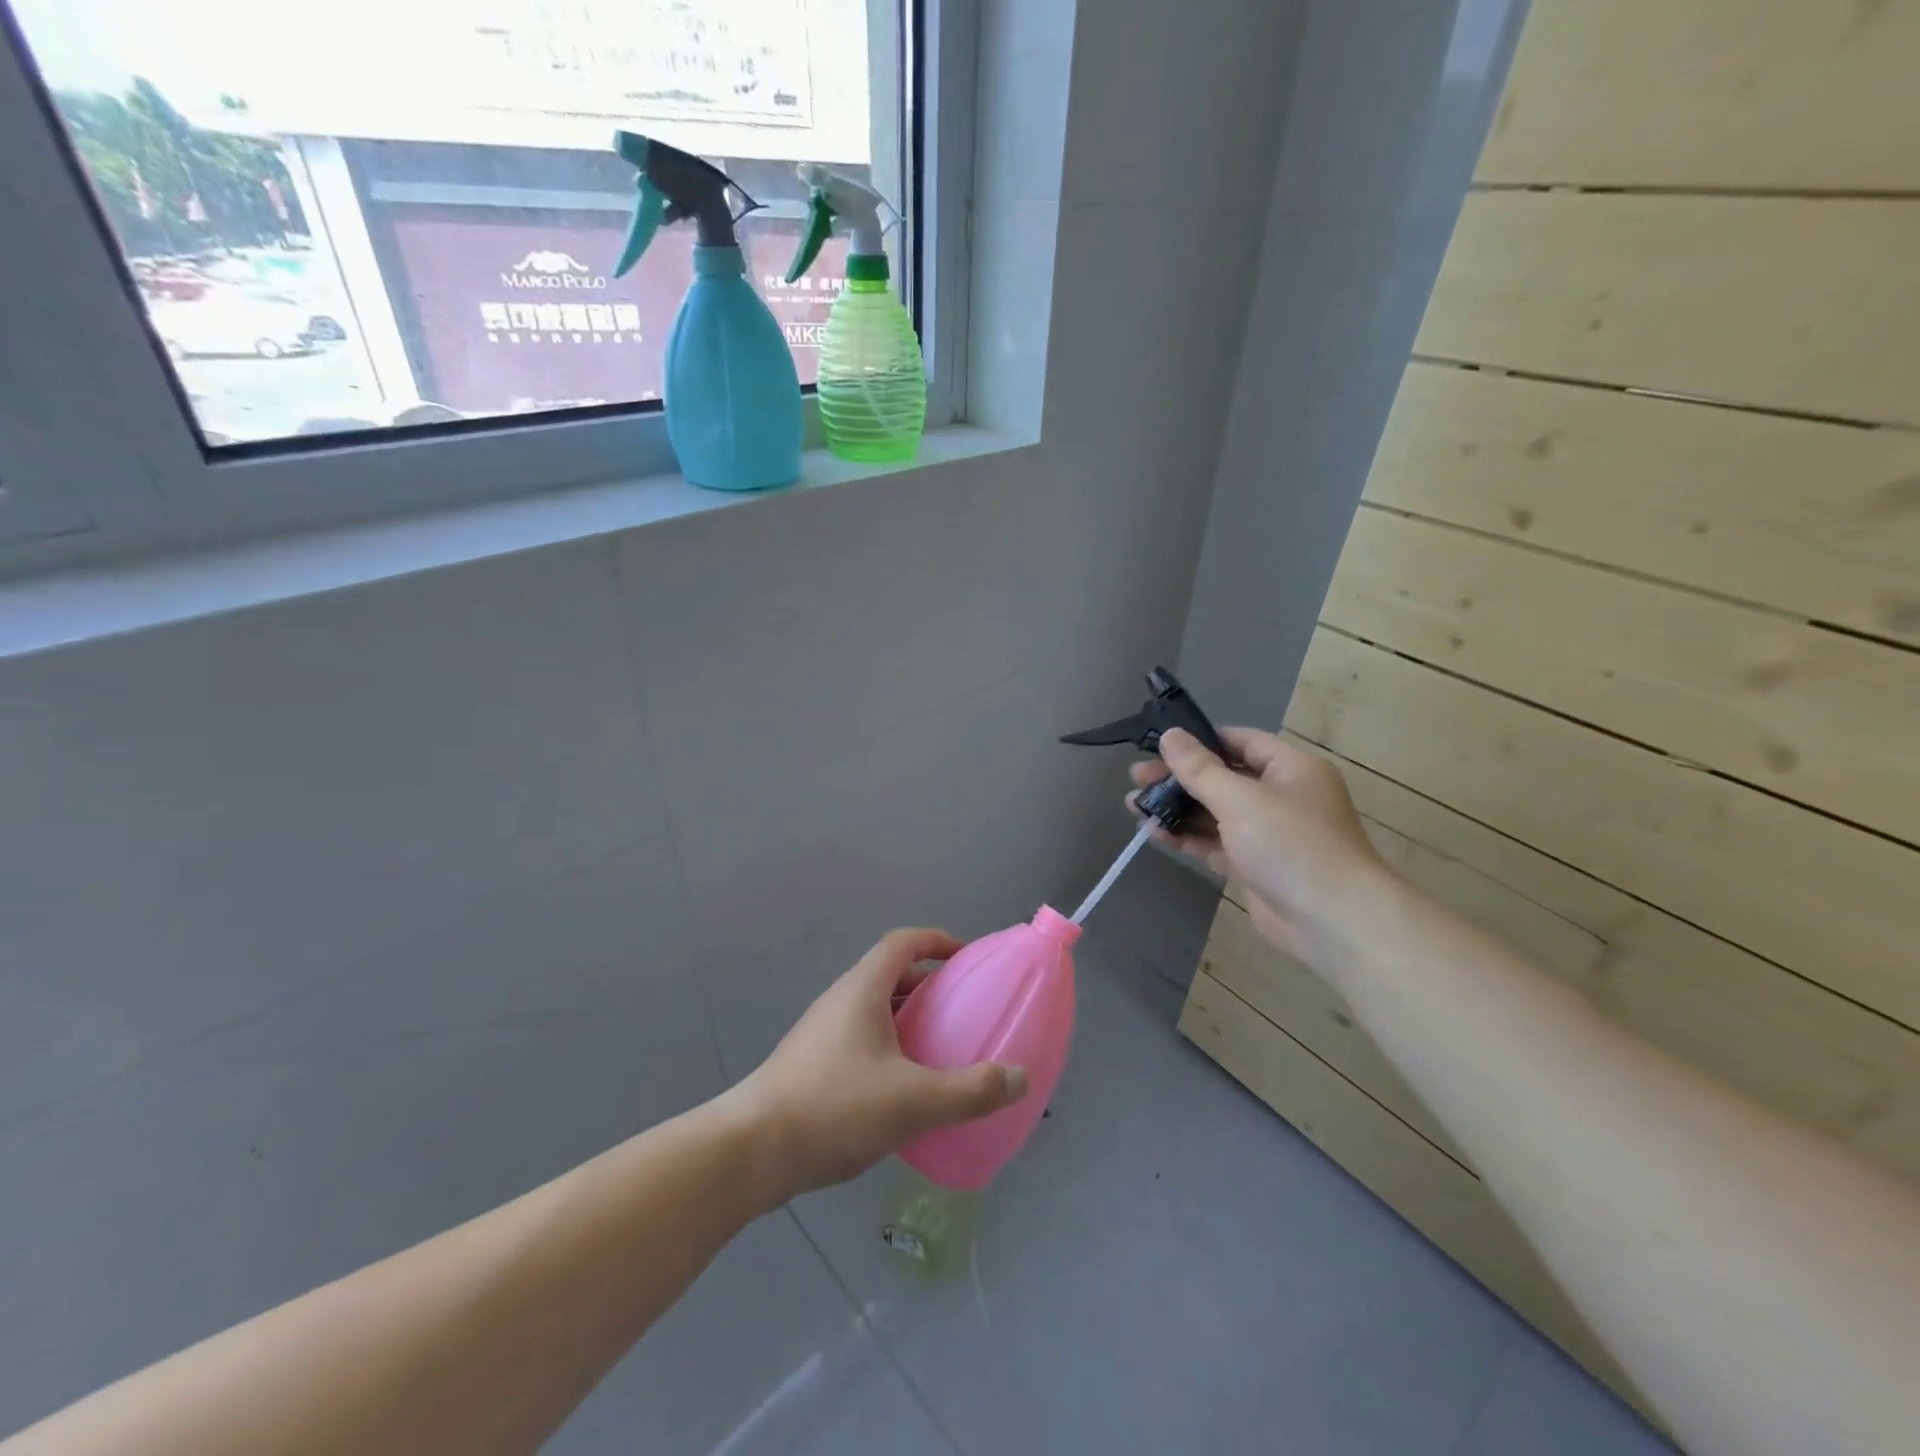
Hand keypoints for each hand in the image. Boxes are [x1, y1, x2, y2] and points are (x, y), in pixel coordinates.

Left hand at [727, 929, 1028, 1205]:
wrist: (751, 1151)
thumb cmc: (834, 1107)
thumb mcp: (913, 1101)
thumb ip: (971, 1090)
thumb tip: (1020, 1078)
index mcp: (862, 989)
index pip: (903, 942)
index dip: (937, 941)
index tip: (967, 959)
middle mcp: (840, 1000)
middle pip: (890, 975)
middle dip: (929, 987)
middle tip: (963, 1012)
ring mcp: (821, 1033)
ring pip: (874, 1011)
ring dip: (908, 1020)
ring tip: (940, 1052)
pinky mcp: (811, 1065)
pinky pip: (861, 1040)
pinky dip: (889, 1049)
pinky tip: (903, 1091)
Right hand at [1130, 727, 1389, 963]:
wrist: (1332, 920)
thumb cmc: (1291, 844)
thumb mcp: (1240, 799)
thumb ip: (1200, 769)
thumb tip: (1170, 735)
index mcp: (1290, 768)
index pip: (1238, 741)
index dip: (1198, 741)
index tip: (1158, 746)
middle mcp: (1281, 795)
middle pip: (1221, 777)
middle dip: (1178, 779)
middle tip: (1136, 780)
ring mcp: (1268, 833)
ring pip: (1214, 812)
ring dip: (1177, 809)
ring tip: (1134, 807)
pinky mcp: (1255, 865)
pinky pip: (1216, 843)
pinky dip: (1188, 837)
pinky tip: (1155, 834)